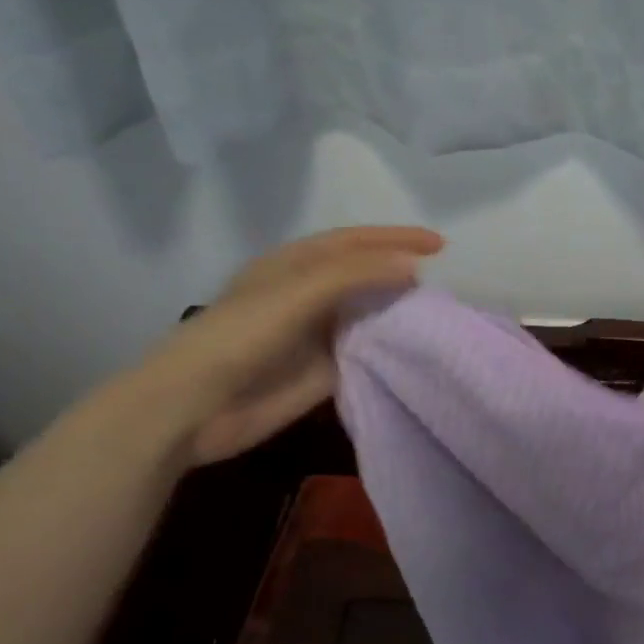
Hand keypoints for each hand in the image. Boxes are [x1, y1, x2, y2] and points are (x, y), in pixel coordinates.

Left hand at [122, 225, 442, 465]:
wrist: (196, 405)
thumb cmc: (241, 335)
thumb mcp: (299, 292)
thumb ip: (356, 275)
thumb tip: (414, 268)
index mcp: (295, 265)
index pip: (354, 242)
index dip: (395, 238)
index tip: (440, 245)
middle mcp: (308, 294)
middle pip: (365, 275)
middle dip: (402, 272)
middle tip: (447, 278)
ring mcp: (317, 334)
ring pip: (368, 314)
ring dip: (400, 310)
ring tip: (442, 310)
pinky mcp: (324, 371)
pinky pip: (367, 352)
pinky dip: (392, 346)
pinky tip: (419, 346)